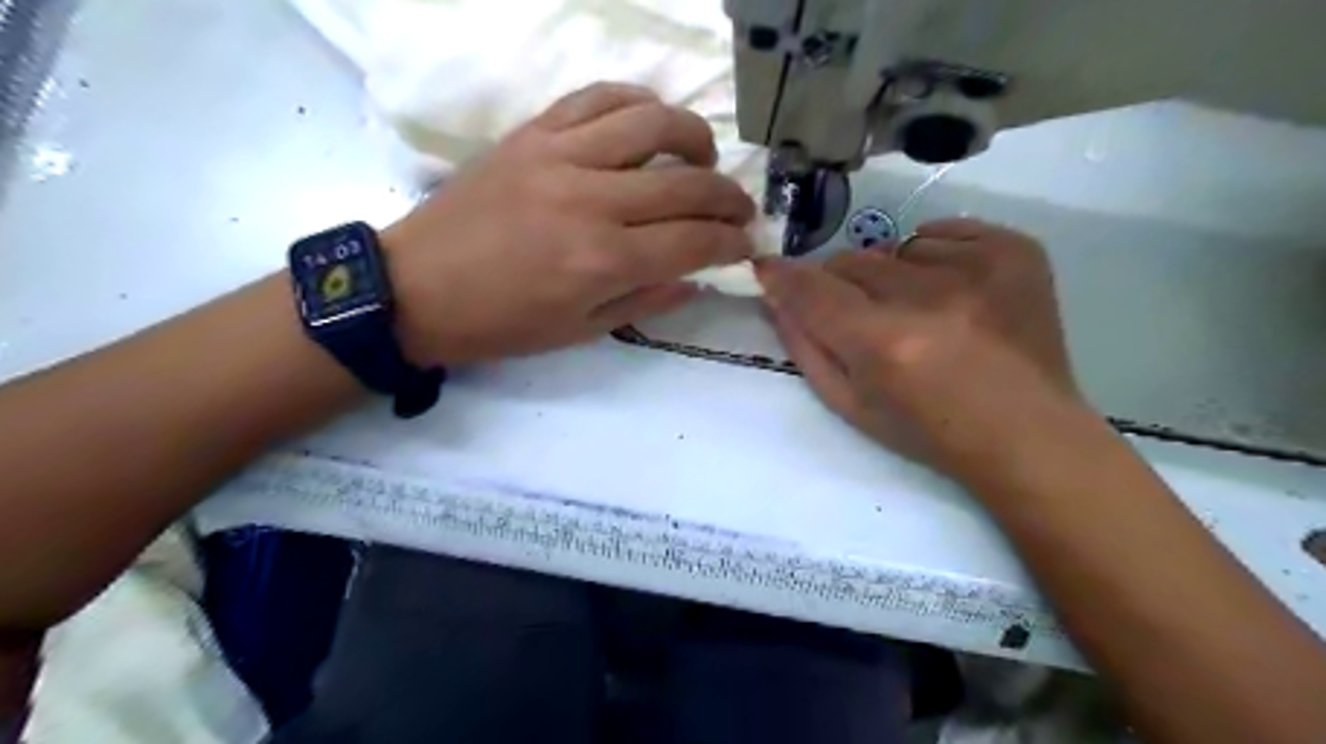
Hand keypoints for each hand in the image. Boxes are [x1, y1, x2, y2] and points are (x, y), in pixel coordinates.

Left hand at [384, 82, 756, 364]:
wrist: (418, 287)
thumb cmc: (502, 323)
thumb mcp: (581, 331)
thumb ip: (647, 300)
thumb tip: (697, 278)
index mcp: (604, 261)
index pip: (694, 242)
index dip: (731, 243)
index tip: (746, 245)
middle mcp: (591, 200)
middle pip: (687, 183)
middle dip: (729, 198)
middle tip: (739, 210)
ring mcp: (560, 156)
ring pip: (652, 122)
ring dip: (695, 137)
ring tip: (705, 156)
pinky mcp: (533, 132)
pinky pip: (597, 97)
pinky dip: (637, 102)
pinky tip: (650, 122)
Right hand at [762, 217, 1082, 479]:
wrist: (1027, 433)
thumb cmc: (929, 432)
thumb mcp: (850, 405)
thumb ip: (806, 347)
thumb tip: (776, 295)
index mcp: (885, 344)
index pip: (812, 289)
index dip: (782, 277)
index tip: (766, 270)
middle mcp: (930, 297)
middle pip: (851, 261)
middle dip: (840, 285)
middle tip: (859, 315)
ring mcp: (979, 267)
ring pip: (895, 248)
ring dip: (892, 276)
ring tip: (917, 313)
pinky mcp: (1015, 250)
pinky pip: (942, 235)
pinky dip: (934, 260)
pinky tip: (952, 295)